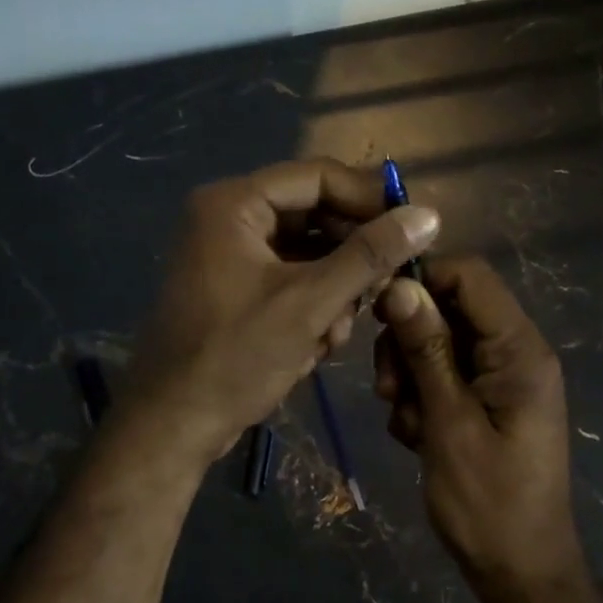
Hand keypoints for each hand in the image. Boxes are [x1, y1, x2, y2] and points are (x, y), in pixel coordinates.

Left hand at [125, 160, 439, 465]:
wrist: (173, 425)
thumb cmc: (236, 357)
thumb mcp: (311, 302)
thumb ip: (370, 255)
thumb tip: (429, 215)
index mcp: (234, 204)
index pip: (318, 177)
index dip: (369, 199)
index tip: (412, 231)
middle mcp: (228, 219)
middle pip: (314, 217)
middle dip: (349, 260)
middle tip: (379, 293)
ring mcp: (229, 257)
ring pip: (307, 256)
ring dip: (333, 293)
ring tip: (334, 334)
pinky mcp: (234, 292)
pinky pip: (289, 283)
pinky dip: (310, 310)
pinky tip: (315, 347)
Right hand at [373, 258, 589, 598]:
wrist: (518, 570)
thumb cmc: (487, 502)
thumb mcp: (449, 422)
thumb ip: (427, 351)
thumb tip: (400, 285)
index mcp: (520, 351)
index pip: (471, 277)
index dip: (422, 281)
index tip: (378, 311)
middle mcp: (514, 355)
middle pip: (449, 311)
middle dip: (409, 343)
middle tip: (388, 389)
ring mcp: (500, 382)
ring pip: (438, 347)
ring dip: (410, 378)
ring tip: (406, 424)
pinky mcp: (485, 405)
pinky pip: (442, 380)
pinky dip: (420, 403)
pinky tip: (416, 439)